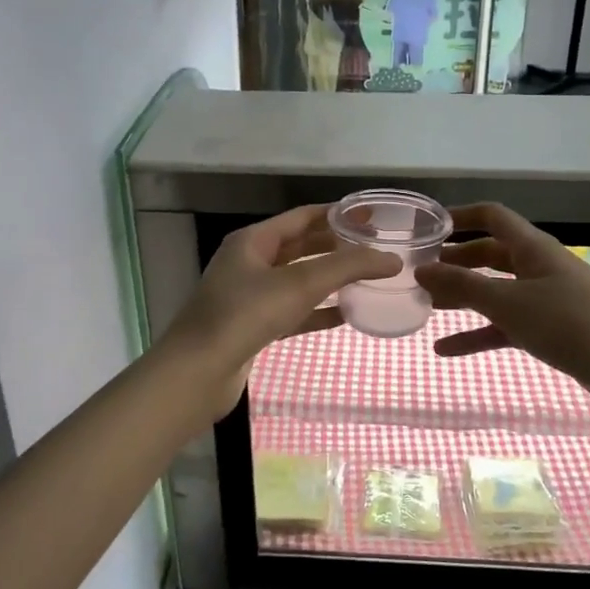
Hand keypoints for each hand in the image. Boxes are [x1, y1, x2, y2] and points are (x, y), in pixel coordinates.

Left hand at [160, 204, 398, 414]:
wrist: (197, 374)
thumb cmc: (244, 316)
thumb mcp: (300, 284)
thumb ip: (348, 268)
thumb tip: (392, 259)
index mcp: (253, 241)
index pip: (303, 217)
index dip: (338, 214)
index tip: (372, 217)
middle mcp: (249, 263)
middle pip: (301, 246)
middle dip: (337, 246)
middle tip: (376, 248)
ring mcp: (249, 296)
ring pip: (298, 280)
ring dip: (330, 279)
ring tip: (369, 279)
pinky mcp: (253, 327)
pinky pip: (293, 311)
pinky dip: (318, 311)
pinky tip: (346, 317)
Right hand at [416, 204, 589, 491]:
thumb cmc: (571, 324)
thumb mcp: (509, 303)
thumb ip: (462, 286)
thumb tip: (421, 269)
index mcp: (533, 248)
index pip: (492, 217)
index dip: (460, 216)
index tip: (427, 228)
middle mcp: (539, 268)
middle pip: (491, 255)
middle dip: (456, 261)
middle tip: (418, 272)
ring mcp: (548, 301)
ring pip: (496, 292)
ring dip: (463, 297)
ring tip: (426, 306)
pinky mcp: (554, 332)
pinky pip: (507, 326)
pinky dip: (478, 334)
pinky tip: (446, 350)